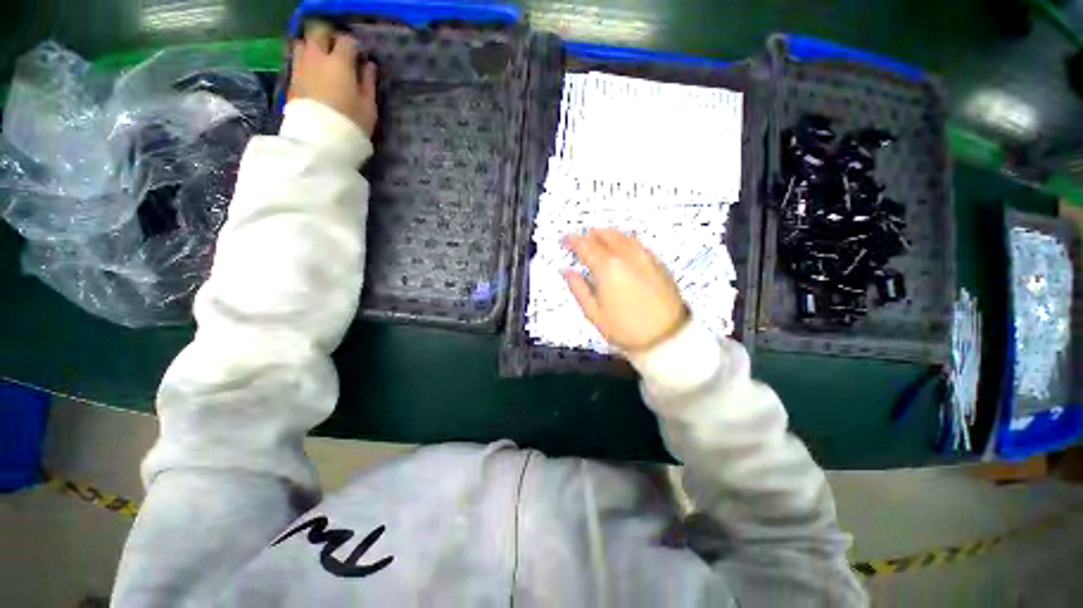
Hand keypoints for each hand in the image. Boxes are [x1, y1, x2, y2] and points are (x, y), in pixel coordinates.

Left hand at [289, 30, 378, 137]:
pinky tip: (313, 76)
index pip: (346, 41)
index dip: (353, 47)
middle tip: (338, 53)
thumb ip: (368, 83)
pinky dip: (304, 62)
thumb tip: (368, 66)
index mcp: (339, 63)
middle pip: (318, 33)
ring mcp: (300, 68)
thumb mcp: (368, 108)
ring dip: (312, 48)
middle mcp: (317, 58)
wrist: (320, 141)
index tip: (359, 58)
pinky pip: (296, 61)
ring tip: (322, 62)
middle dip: (328, 39)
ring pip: (301, 43)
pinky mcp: (291, 80)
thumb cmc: (351, 125)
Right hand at [563, 229, 688, 352]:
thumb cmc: (625, 328)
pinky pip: (637, 243)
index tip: (563, 240)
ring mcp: (645, 257)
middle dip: (589, 234)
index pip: (585, 245)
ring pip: (623, 236)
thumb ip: (578, 288)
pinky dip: (624, 240)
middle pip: (605, 235)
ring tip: (598, 239)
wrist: (667, 337)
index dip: (572, 240)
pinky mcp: (658, 262)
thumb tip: (566, 270)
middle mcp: (626, 255)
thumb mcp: (594, 313)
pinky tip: (621, 249)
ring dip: (607, 234)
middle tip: (580, 240)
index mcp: (607, 267)